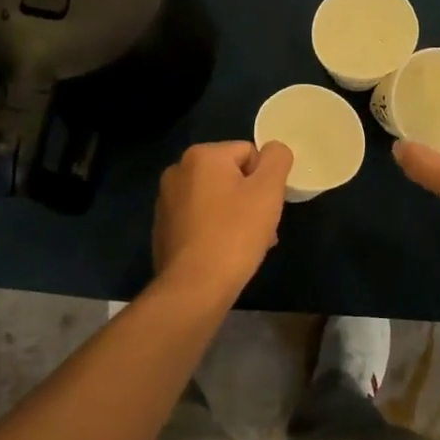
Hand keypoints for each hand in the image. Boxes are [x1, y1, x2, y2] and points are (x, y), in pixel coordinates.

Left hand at [152, 140, 293, 298]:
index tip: (267, 208)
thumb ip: (277, 158)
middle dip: (250, 199)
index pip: (249, 153)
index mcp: (201, 155)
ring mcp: (166, 201)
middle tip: (261, 229)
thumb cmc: (235, 234)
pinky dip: (215, 230)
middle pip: (231, 176)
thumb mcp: (268, 189)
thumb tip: (274, 150)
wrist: (194, 289)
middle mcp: (178, 171)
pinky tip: (224, 254)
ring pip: (216, 199)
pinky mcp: (163, 229)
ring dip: (235, 215)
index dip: (264, 180)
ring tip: (246, 246)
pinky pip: (199, 220)